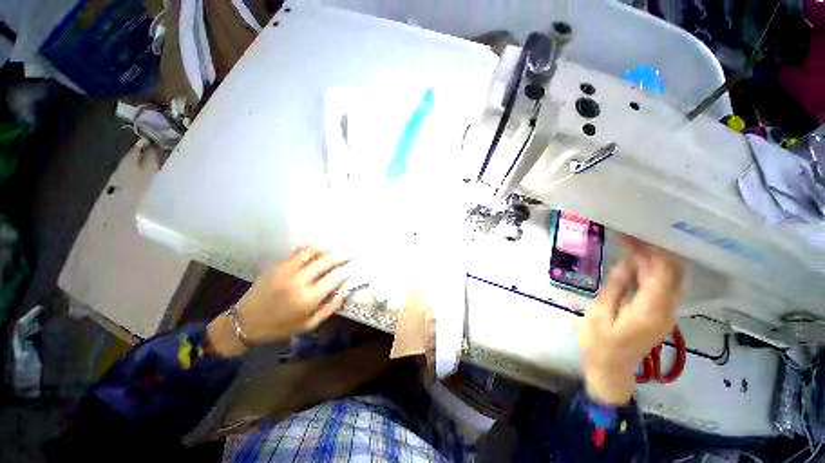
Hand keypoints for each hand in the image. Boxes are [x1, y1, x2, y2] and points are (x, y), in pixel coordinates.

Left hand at [208, 246, 350, 355]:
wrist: (245, 322)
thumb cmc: (280, 327)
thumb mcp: (308, 325)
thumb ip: (329, 308)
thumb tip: (344, 292)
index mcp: (308, 298)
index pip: (334, 278)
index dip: (345, 272)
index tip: (351, 268)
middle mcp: (299, 281)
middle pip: (326, 261)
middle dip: (341, 256)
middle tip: (349, 253)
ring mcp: (286, 271)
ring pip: (311, 252)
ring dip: (325, 249)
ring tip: (333, 250)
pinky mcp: (276, 266)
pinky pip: (297, 252)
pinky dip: (310, 249)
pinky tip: (316, 250)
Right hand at [578, 238, 682, 404]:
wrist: (611, 368)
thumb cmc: (599, 342)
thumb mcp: (600, 313)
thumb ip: (616, 287)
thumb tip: (626, 263)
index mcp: (650, 311)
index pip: (662, 273)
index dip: (651, 251)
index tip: (632, 235)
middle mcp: (666, 310)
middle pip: (671, 274)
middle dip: (654, 252)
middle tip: (631, 236)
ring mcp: (667, 314)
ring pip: (671, 279)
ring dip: (654, 260)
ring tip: (632, 245)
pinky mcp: (662, 315)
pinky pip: (664, 288)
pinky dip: (653, 273)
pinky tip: (636, 264)